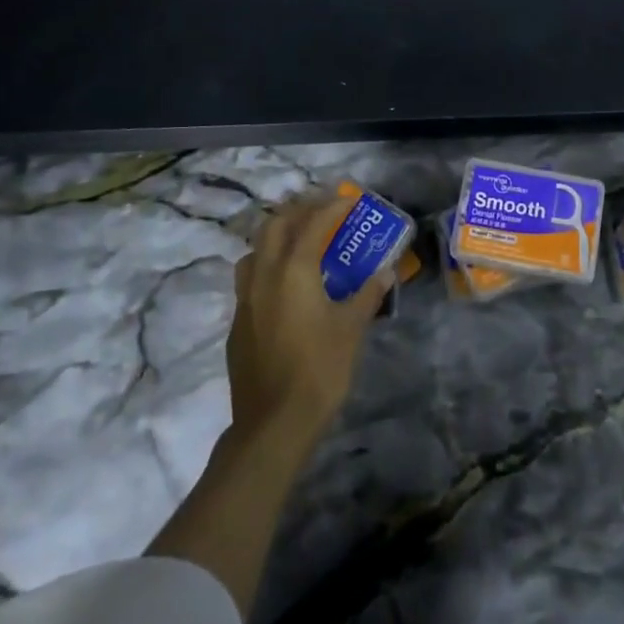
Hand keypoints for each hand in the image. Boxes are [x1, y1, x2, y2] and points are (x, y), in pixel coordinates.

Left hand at [226, 194, 392, 454]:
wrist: (272, 425)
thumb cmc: (319, 370)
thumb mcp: (351, 329)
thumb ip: (367, 295)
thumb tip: (385, 272)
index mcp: (293, 270)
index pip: (312, 223)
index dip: (331, 207)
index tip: (349, 198)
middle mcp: (263, 276)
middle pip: (274, 225)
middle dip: (298, 211)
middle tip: (322, 212)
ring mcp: (245, 300)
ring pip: (254, 250)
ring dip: (276, 236)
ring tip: (299, 241)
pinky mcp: (238, 324)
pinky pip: (249, 279)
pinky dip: (267, 266)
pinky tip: (284, 286)